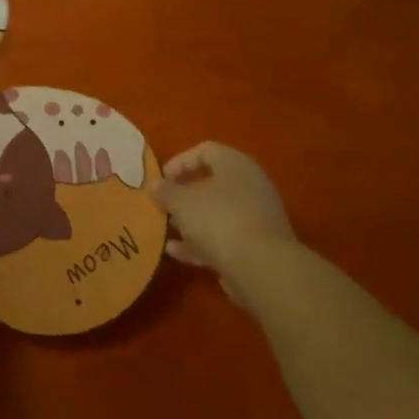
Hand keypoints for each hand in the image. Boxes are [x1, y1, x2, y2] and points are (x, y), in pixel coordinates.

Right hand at [154, 142, 298, 295]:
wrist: (262, 268)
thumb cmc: (218, 220)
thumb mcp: (181, 202)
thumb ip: (166, 192)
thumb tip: (156, 186)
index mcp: (235, 165)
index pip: (206, 150)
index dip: (180, 161)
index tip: (162, 179)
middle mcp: (250, 186)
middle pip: (212, 183)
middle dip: (184, 195)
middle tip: (164, 205)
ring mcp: (256, 217)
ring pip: (217, 213)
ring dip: (191, 221)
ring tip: (166, 230)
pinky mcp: (257, 246)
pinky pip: (224, 237)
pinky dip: (201, 242)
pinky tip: (177, 253)